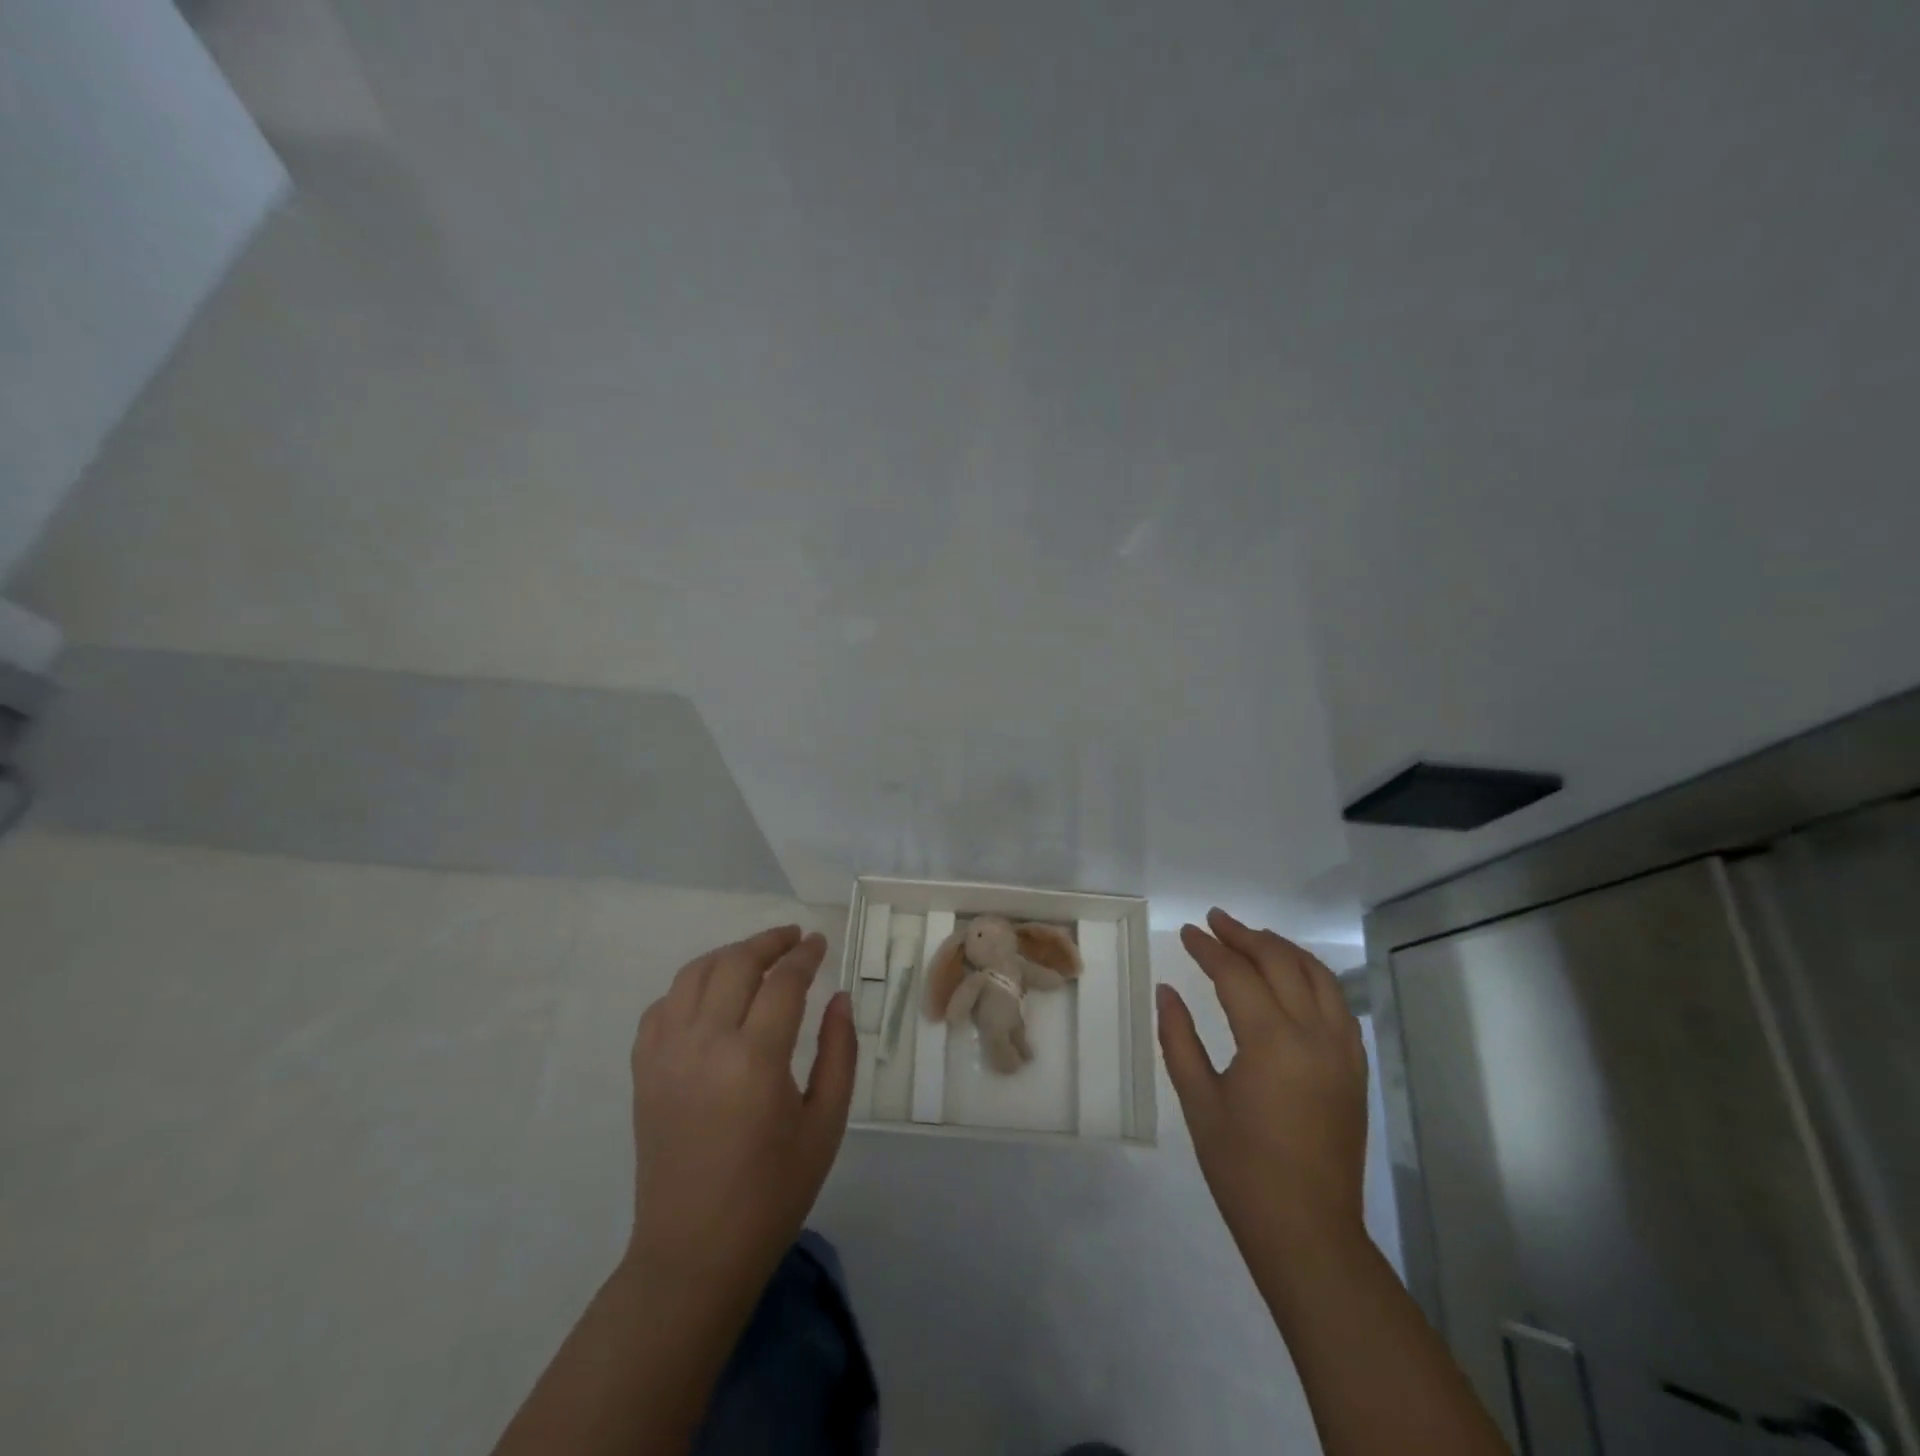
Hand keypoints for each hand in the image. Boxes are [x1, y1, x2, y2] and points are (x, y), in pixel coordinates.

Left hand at [626, 925, 855, 1291]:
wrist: (694, 1252)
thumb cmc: (773, 1192)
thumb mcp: (825, 1124)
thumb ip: (838, 1052)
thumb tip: (838, 997)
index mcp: (755, 1061)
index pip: (783, 982)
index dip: (805, 955)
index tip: (819, 943)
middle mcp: (705, 1045)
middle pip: (736, 963)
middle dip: (769, 942)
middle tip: (793, 938)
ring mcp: (666, 1055)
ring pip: (694, 974)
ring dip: (729, 955)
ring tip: (756, 956)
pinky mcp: (643, 1071)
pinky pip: (662, 1006)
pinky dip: (690, 987)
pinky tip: (711, 996)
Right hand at [1157, 908, 1368, 1256]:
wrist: (1308, 1232)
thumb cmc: (1242, 1169)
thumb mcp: (1198, 1101)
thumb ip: (1179, 1038)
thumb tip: (1166, 991)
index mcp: (1272, 1042)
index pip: (1237, 974)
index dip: (1208, 949)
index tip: (1187, 932)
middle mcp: (1315, 1035)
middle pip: (1282, 962)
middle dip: (1246, 936)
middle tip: (1215, 921)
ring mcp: (1343, 1051)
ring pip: (1318, 976)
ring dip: (1283, 949)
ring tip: (1252, 937)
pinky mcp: (1355, 1068)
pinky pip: (1337, 1003)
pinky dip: (1312, 977)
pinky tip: (1292, 978)